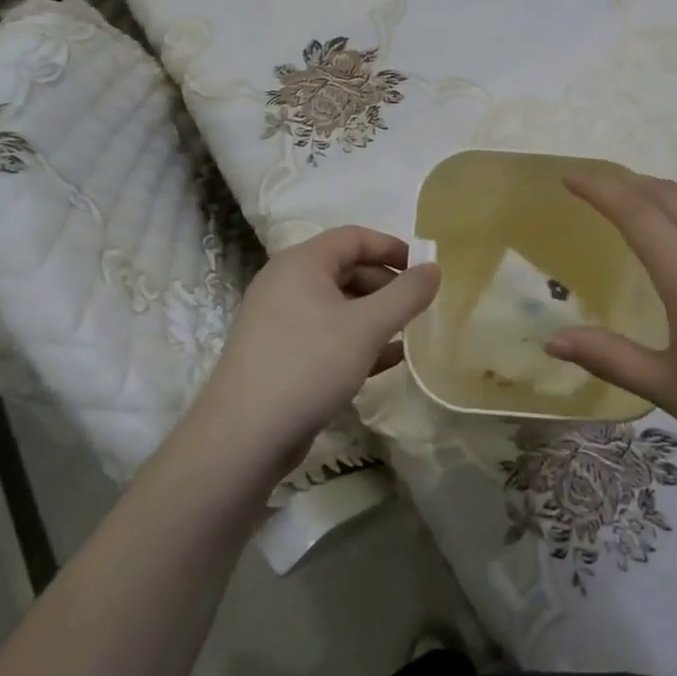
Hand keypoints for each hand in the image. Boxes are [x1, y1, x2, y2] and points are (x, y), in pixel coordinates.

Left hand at [196, 226, 439, 483]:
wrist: (242, 438)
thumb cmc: (308, 365)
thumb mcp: (367, 327)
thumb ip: (406, 294)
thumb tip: (434, 268)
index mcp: (302, 262)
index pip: (354, 237)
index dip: (392, 247)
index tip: (423, 269)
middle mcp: (286, 282)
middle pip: (345, 269)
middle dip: (385, 284)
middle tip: (416, 306)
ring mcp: (279, 320)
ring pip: (337, 305)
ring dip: (374, 315)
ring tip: (407, 333)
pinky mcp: (278, 355)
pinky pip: (325, 334)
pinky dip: (355, 340)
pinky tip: (387, 360)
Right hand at [547, 171, 676, 486]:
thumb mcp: (668, 388)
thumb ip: (608, 357)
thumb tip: (552, 340)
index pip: (636, 211)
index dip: (599, 187)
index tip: (568, 175)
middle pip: (668, 195)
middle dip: (626, 181)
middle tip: (593, 186)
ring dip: (660, 192)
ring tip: (635, 202)